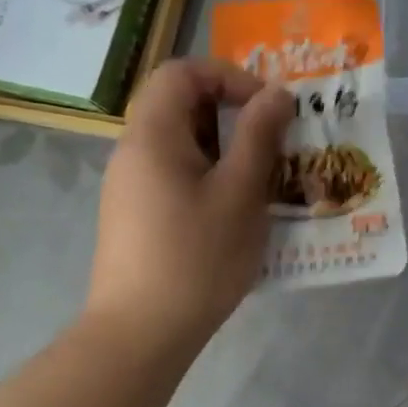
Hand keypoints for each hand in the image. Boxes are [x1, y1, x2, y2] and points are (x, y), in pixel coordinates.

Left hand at [85, 59, 292, 351]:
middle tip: (273, 141)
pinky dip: (210, 173)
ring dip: (226, 146)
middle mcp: (133, 151)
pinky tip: (236, 209)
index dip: (228, 77)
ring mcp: (131, 185)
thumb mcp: (241, 192)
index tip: (266, 108)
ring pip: (182, 141)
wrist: (140, 334)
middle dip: (232, 113)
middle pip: (180, 104)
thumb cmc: (197, 257)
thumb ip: (259, 135)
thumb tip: (276, 93)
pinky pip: (176, 172)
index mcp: (153, 136)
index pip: (181, 72)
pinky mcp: (137, 214)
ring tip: (263, 176)